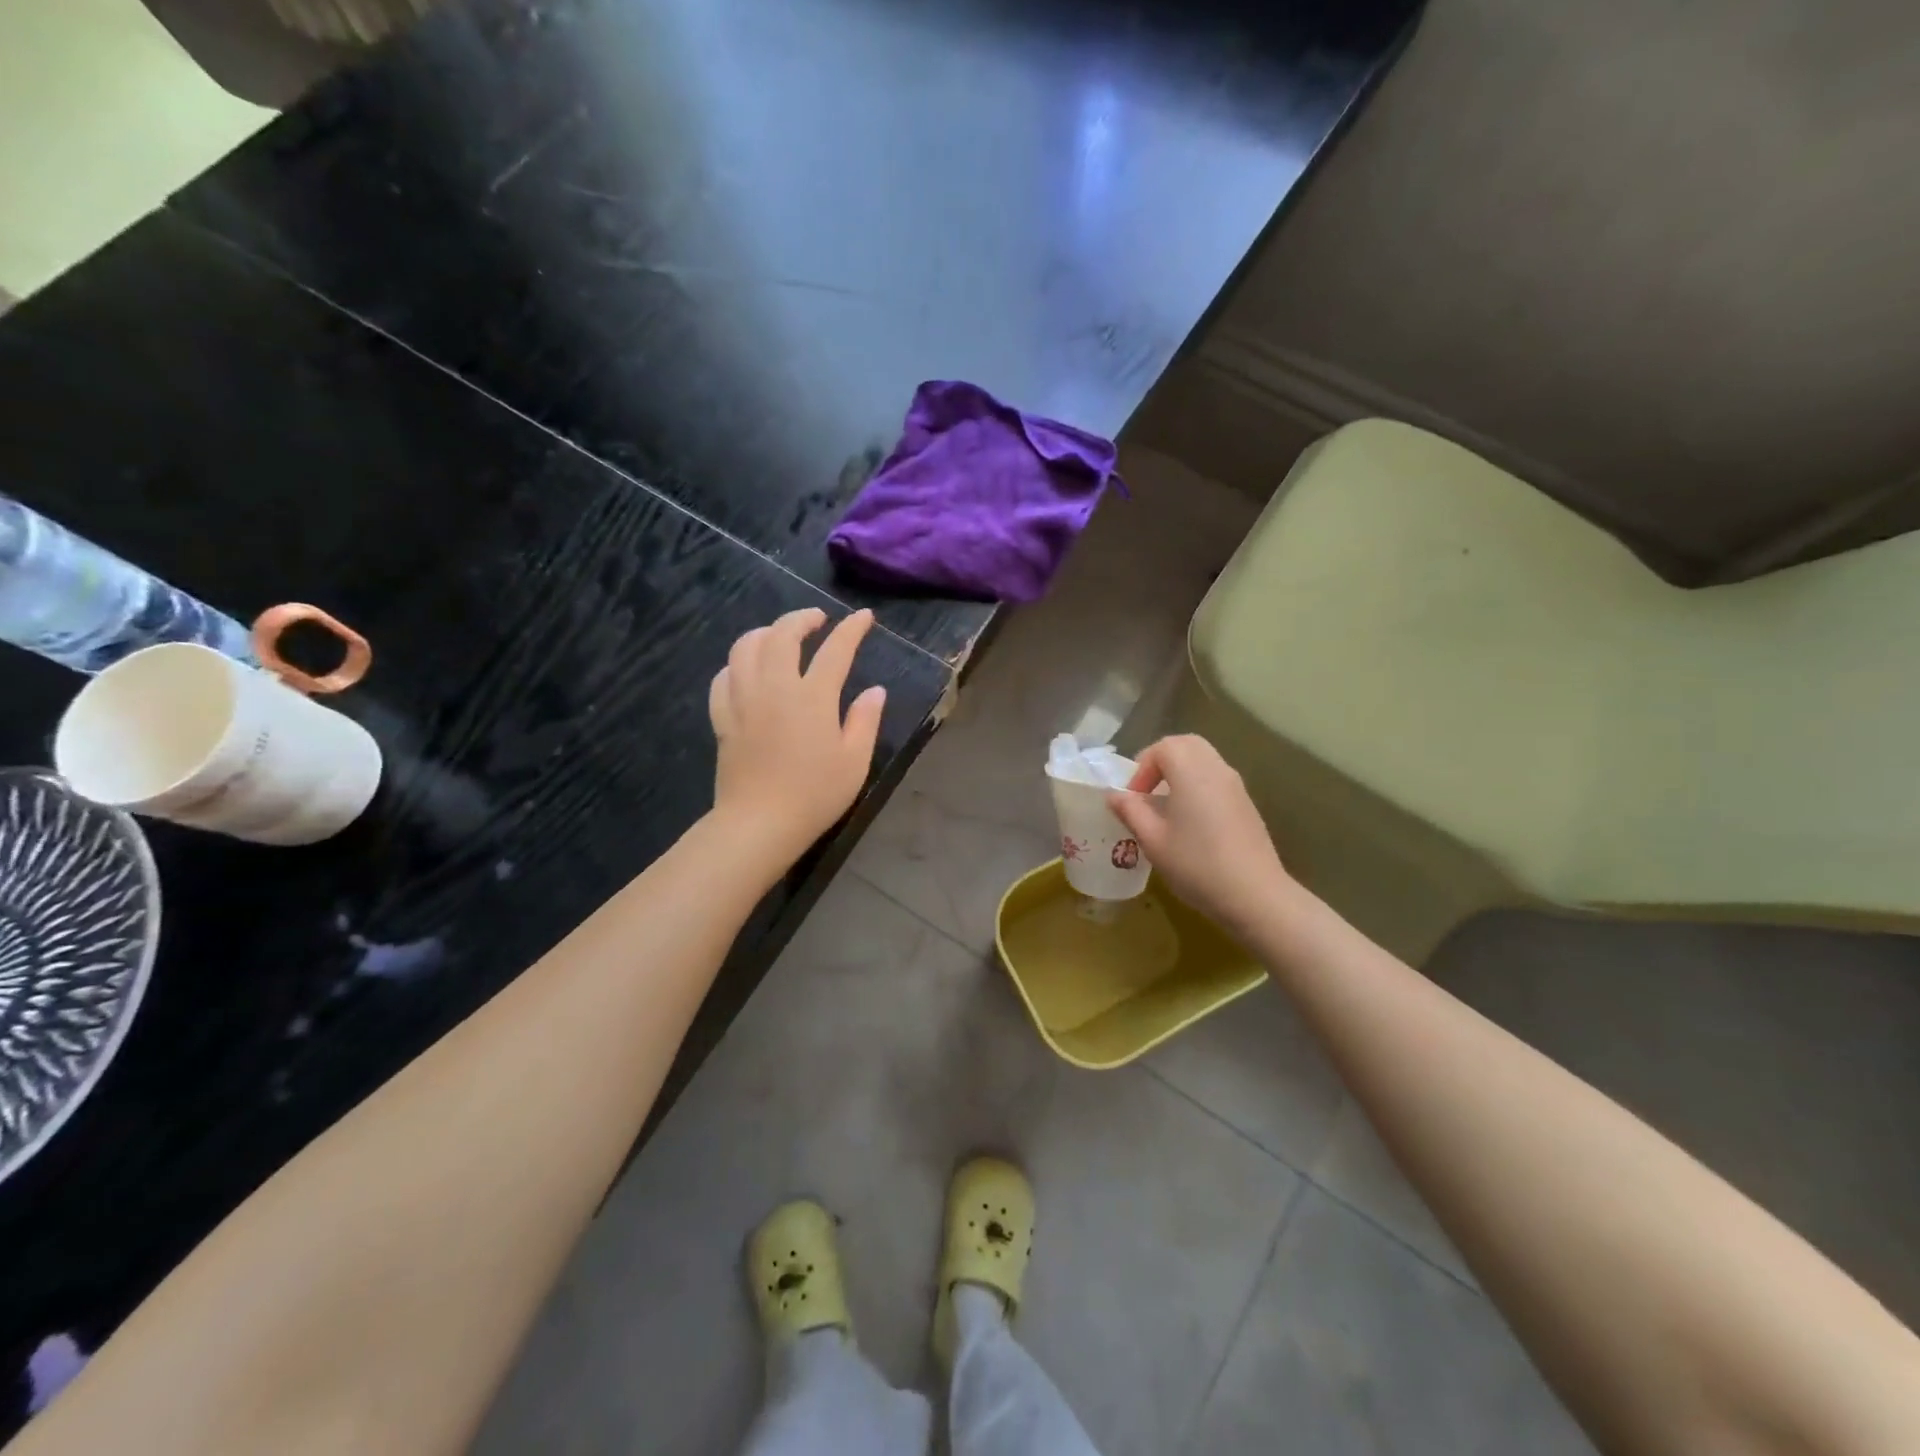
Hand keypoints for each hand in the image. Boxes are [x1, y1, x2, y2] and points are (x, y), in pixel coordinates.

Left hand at [709, 607, 886, 868]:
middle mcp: (775, 688)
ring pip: (745, 648)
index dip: (852, 629)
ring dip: (764, 632)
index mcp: (813, 697)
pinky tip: (745, 670)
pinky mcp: (723, 718)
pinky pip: (723, 677)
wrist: (759, 824)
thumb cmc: (815, 795)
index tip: (864, 617)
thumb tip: (875, 690)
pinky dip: (736, 664)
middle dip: (801, 618)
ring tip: (778, 637)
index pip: (836, 650)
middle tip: (817, 619)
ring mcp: (744, 700)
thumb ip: (865, 720)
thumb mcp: (855, 762)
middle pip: (782, 635)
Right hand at [1107, 734, 1299, 934]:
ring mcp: (1236, 786)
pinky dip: (1198, 784)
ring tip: (1166, 805)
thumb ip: (1130, 811)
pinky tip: (1191, 821)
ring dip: (1180, 772)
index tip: (1133, 798)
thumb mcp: (1152, 841)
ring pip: (1204, 759)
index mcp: (1191, 772)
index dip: (1142, 768)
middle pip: (1186, 745)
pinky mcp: (1246, 804)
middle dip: (1161, 760)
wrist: (1255, 895)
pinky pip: (1217, 778)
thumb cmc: (1197, 865)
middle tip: (1147, 790)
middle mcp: (1216, 769)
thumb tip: (1114, 795)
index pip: (1163, 747)